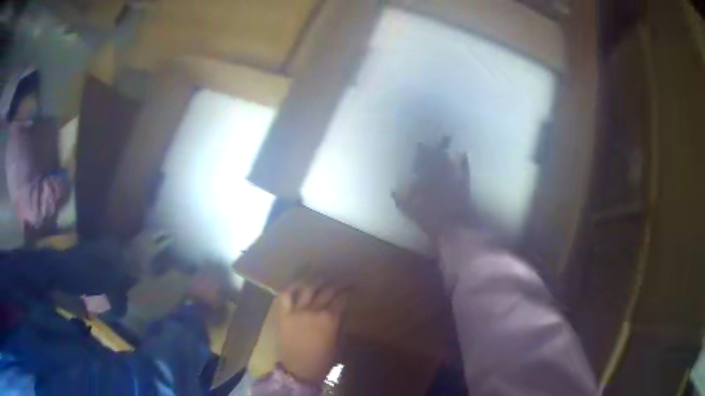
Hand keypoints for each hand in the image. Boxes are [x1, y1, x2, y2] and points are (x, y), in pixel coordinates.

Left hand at [277, 283, 347, 383]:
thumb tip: (341, 311)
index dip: (347, 291)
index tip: (351, 287)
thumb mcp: (338, 343)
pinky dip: (291, 287)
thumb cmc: (322, 360)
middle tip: (339, 282)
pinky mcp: (284, 314)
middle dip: (335, 284)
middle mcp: (314, 311)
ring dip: (315, 281)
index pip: (341, 298)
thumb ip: (340, 325)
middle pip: (326, 291)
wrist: (298, 370)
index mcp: (330, 319)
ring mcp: (297, 311)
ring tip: (320, 280)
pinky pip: (286, 296)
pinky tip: (297, 284)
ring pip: (307, 288)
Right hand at [392, 137, 475, 241]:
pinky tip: (463, 153)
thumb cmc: (429, 220)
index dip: (420, 153)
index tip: (418, 144)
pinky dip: (463, 161)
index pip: (421, 163)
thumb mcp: (409, 211)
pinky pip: (464, 169)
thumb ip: (400, 199)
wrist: (452, 227)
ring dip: (445, 152)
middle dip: (432, 149)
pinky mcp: (464, 185)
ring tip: (445, 140)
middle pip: (435, 159)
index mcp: (424, 182)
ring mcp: (452, 179)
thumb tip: (393, 190)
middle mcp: (438, 177)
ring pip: (448, 161)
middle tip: (430, 140)